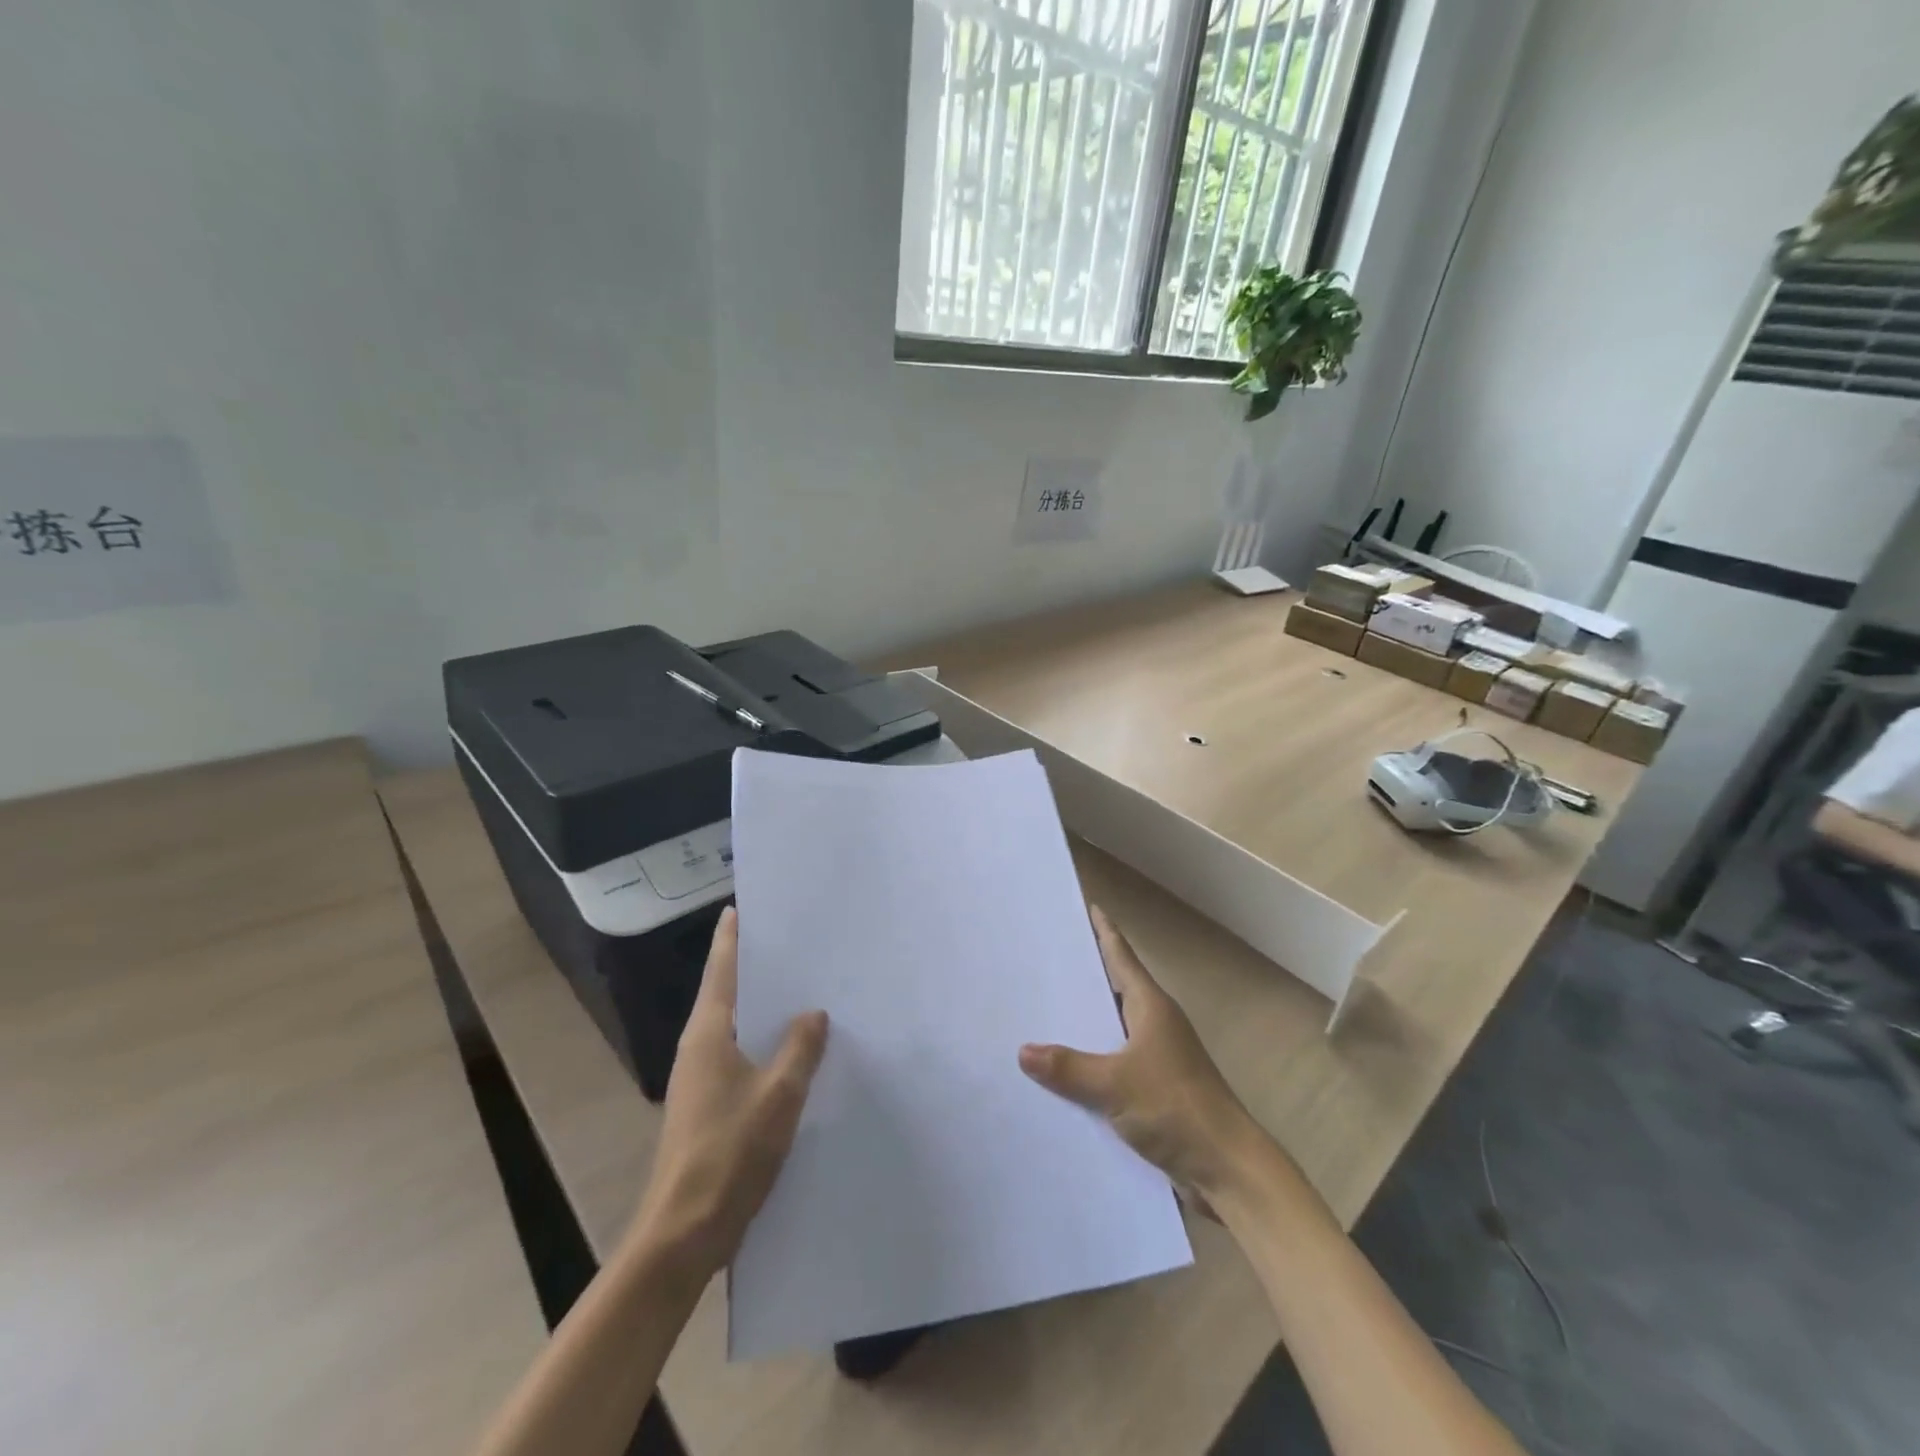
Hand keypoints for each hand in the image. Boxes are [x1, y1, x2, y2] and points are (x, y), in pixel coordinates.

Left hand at [631, 906, 827, 1277]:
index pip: (721, 970)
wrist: (683, 1233)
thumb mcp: (779, 1094)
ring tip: (799, 989)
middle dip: (753, 968)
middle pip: (727, 994)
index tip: (740, 907)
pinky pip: (740, 1058)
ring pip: (735, 1028)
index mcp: (708, 1035)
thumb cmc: (730, 1152)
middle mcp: (698, 1049)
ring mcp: (700, 1081)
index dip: (731, 938)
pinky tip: (792, 1051)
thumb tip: (813, 1013)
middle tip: (790, 942)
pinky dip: (762, 1043)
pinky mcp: (708, 1108)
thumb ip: (800, 1048)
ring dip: (761, 1008)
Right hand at [1019, 905, 1260, 1201]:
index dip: (1105, 932)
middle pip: (1115, 990)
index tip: (1090, 906)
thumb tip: (1024, 1051)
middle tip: (1046, 961)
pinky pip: (1115, 1066)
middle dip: (1085, 976)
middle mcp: (1156, 1026)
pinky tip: (1063, 1075)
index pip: (1121, 957)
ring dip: (1086, 1025)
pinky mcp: (1156, 1092)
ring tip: (1044, 1015)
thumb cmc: (1175, 1107)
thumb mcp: (1115, 1084)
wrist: (1226, 1169)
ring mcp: (1158, 1060)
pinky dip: (1092, 1064)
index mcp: (1151, 1008)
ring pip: (1113, 1031)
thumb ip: (1068, 1068)